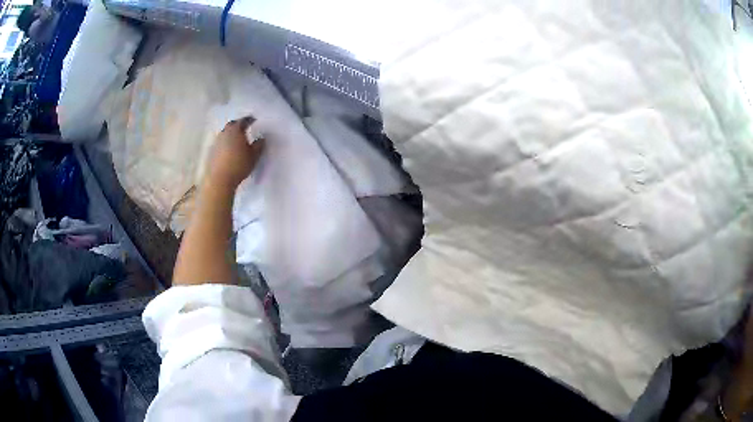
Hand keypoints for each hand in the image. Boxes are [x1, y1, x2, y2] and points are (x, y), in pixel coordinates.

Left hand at [206, 116, 263, 189]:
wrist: (219, 180)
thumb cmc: (238, 165)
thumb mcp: (254, 156)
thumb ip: (259, 145)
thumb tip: (261, 138)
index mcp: (236, 130)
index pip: (244, 120)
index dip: (250, 120)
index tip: (255, 120)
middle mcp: (225, 132)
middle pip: (232, 125)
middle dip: (239, 125)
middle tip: (245, 128)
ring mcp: (216, 142)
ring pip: (225, 134)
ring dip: (231, 135)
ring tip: (238, 140)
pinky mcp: (211, 152)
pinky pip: (220, 143)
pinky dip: (226, 144)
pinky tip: (230, 151)